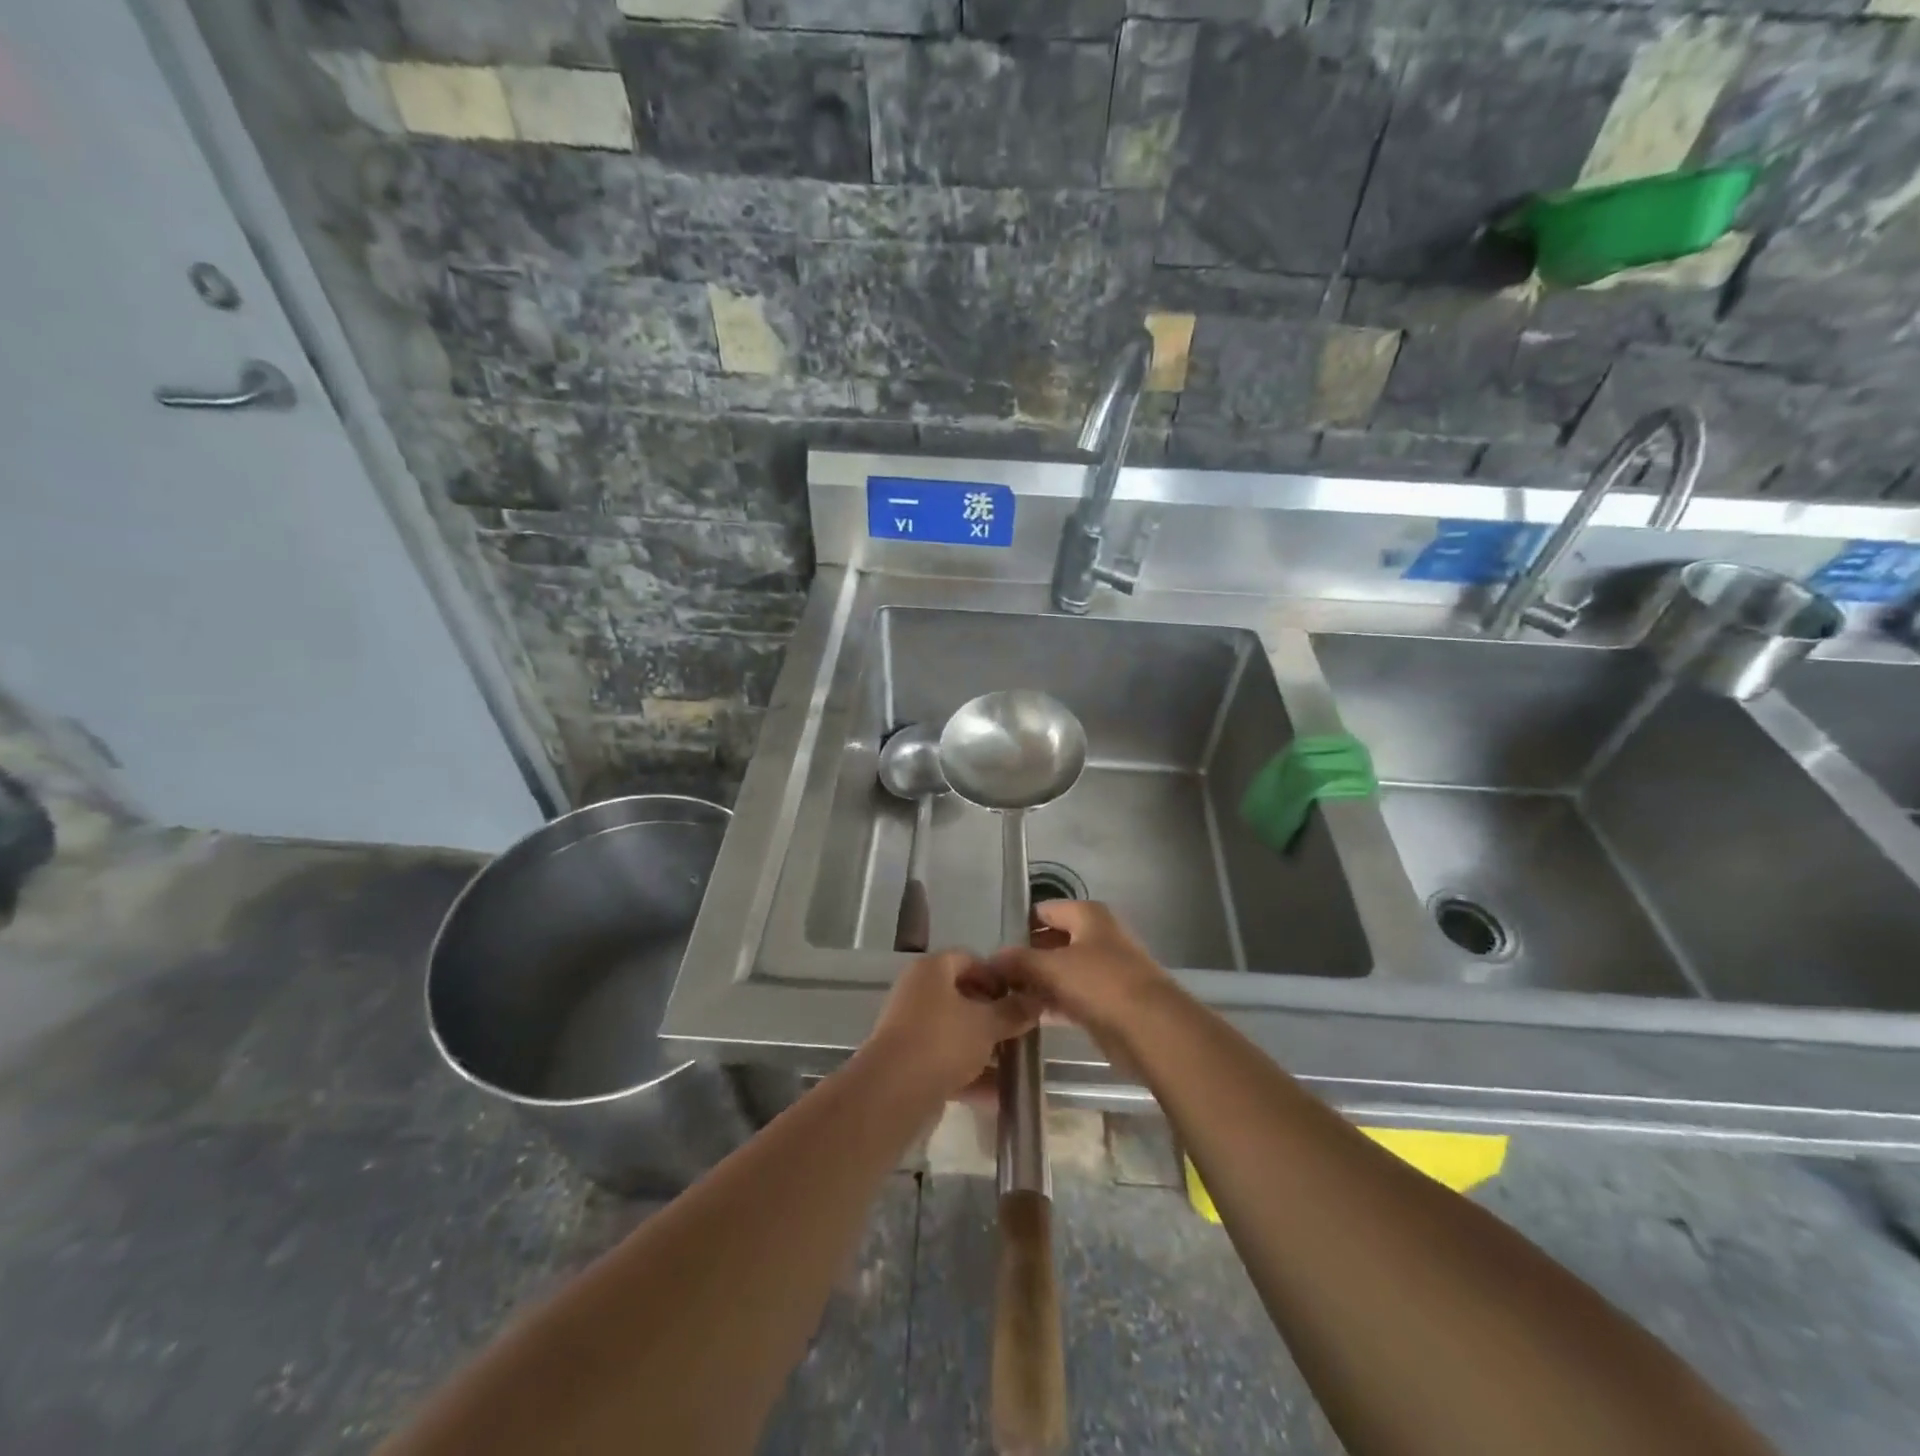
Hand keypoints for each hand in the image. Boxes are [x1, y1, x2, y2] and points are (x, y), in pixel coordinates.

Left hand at [863, 950, 1039, 1100]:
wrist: (893, 1092)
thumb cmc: (943, 1040)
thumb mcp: (987, 1023)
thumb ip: (1013, 1011)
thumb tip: (1036, 1001)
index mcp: (932, 970)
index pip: (969, 959)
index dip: (997, 976)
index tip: (1019, 998)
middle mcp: (917, 992)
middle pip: (962, 997)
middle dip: (993, 1016)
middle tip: (1019, 1032)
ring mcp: (910, 1029)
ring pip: (955, 1033)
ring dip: (984, 1049)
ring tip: (1014, 1066)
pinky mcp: (909, 1063)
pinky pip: (946, 1062)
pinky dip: (970, 1076)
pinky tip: (997, 1095)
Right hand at [986, 901, 1176, 1057]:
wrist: (1151, 1028)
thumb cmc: (1101, 983)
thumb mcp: (1052, 967)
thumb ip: (1019, 961)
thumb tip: (992, 959)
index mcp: (1088, 915)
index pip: (1045, 910)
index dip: (1020, 925)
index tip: (995, 947)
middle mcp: (1098, 936)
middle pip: (1054, 941)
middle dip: (1027, 957)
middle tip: (997, 977)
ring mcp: (1105, 969)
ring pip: (1063, 971)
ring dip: (1038, 983)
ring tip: (1006, 998)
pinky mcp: (1108, 1001)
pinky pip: (1073, 996)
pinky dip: (1053, 1003)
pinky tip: (1029, 1015)